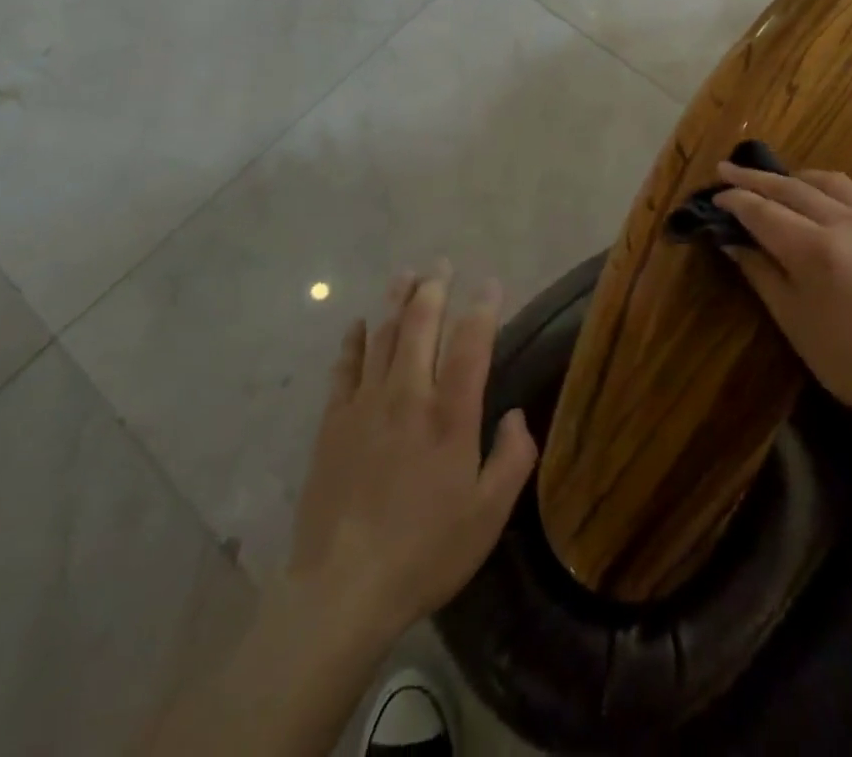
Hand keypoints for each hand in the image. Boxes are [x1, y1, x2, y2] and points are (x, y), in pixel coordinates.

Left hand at [286, 266, 537, 649]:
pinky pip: (345, 367)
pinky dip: (354, 341)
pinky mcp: (333, 420)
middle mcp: (408, 394)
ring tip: (406, 273)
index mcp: (450, 414)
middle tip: (442, 263)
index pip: (472, 342)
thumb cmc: (425, 551)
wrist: (342, 587)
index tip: (491, 282)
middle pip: (421, 323)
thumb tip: (517, 415)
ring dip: (397, 299)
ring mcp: (366, 403)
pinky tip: (359, 324)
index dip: (484, 306)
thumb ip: (513, 459)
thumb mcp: (488, 515)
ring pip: (384, 334)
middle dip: (435, 287)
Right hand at [714, 163, 851, 438]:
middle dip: (753, 178)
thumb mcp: (795, 322)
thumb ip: (761, 273)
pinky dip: (822, 185)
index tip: (714, 196)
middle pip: (789, 187)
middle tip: (724, 170)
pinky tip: (814, 196)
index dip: (735, 201)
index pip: (763, 211)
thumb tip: (733, 241)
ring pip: (824, 181)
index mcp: (815, 249)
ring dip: (790, 177)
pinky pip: (851, 192)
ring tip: (769, 181)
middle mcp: (844, 222)